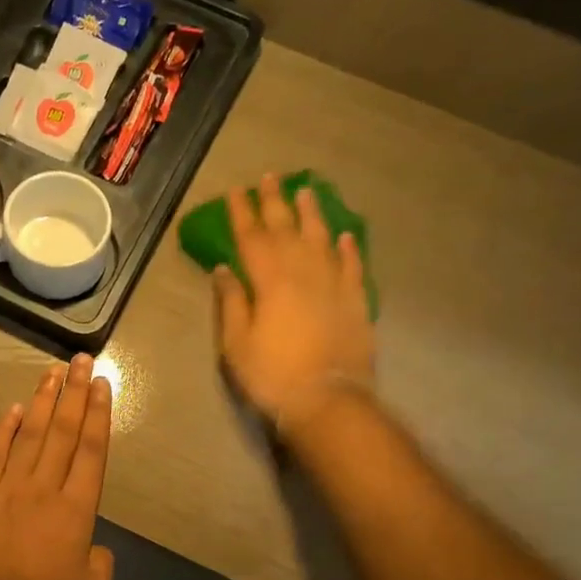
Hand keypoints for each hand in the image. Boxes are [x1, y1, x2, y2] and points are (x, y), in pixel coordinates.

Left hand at [0, 355, 114, 579]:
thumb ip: (100, 565)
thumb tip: (93, 548)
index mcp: (77, 509)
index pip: (91, 450)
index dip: (98, 414)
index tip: (100, 383)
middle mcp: (44, 488)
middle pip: (62, 431)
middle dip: (73, 393)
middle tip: (80, 360)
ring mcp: (7, 488)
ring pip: (28, 434)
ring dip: (42, 401)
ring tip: (51, 372)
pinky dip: (3, 430)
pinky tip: (12, 409)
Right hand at [214, 172, 374, 434]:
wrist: (328, 401)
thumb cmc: (273, 375)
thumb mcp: (236, 344)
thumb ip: (231, 303)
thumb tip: (224, 270)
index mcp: (270, 282)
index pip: (252, 238)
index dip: (243, 213)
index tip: (236, 191)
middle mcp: (303, 273)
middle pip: (287, 230)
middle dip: (275, 202)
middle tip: (269, 178)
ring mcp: (334, 286)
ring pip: (322, 239)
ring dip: (312, 214)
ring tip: (306, 192)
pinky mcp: (356, 302)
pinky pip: (352, 266)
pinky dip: (348, 248)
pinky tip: (344, 235)